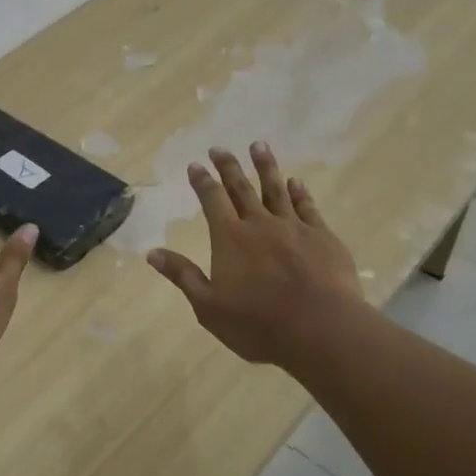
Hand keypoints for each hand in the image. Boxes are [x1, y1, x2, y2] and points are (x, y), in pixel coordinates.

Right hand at [147, 143, 365, 367]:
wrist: (321, 329)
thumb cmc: (258, 324)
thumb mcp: (208, 307)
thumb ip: (183, 275)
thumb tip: (152, 252)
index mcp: (230, 238)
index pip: (212, 200)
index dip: (202, 181)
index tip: (196, 164)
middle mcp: (260, 224)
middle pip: (241, 187)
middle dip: (228, 166)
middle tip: (219, 148)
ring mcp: (294, 227)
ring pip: (276, 189)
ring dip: (266, 166)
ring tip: (258, 145)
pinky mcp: (323, 237)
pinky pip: (307, 207)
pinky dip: (300, 192)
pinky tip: (296, 182)